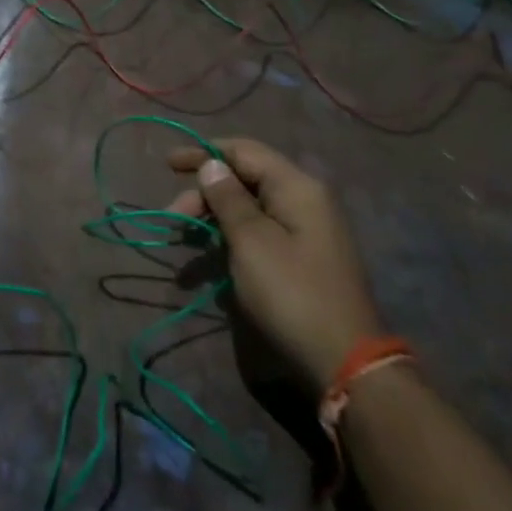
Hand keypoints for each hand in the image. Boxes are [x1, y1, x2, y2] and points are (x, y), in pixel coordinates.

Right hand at [165, 138, 382, 387]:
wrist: (343, 359)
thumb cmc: (291, 293)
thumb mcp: (251, 241)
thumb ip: (228, 198)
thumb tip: (212, 164)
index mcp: (296, 188)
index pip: (244, 151)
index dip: (204, 153)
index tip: (167, 164)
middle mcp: (304, 201)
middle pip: (244, 180)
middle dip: (203, 195)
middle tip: (173, 220)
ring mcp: (305, 231)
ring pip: (247, 209)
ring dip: (211, 221)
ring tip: (183, 245)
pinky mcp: (300, 257)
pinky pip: (257, 234)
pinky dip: (228, 241)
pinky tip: (206, 264)